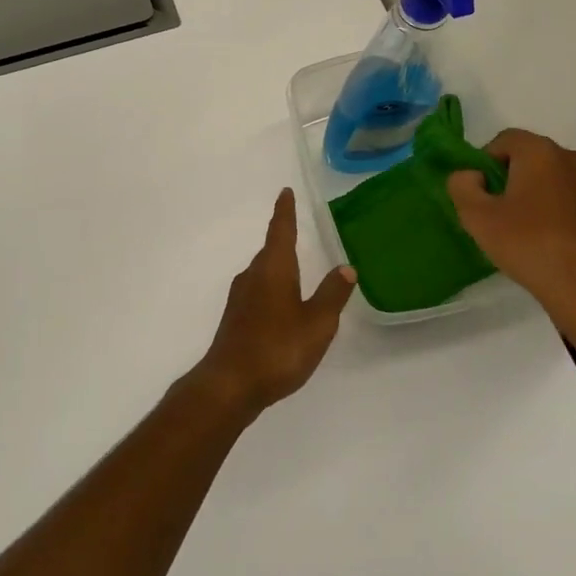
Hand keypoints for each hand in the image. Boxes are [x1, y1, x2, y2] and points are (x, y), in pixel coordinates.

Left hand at [194, 189, 355, 415]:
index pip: (281, 230)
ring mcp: (240, 297)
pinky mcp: (235, 317)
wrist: (229, 384)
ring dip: (278, 266)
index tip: (285, 192)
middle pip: (271, 250)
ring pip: (263, 272)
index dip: (285, 211)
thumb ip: (332, 294)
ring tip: (295, 268)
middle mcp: (253, 275)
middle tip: (298, 230)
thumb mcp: (316, 323)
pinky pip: (258, 291)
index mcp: (274, 268)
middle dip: (284, 239)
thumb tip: (346, 267)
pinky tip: (281, 305)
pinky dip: (272, 288)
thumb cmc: (277, 348)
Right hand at [448, 130, 575, 347]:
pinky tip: (554, 243)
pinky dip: (563, 213)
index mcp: (541, 152)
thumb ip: (462, 186)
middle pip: (533, 158)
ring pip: (557, 180)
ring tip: (528, 230)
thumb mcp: (476, 217)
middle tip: (500, 211)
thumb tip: (471, 175)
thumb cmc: (528, 245)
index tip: (482, 193)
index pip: (505, 140)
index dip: (486, 162)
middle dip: (513, 177)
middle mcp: (573, 159)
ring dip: (540, 195)